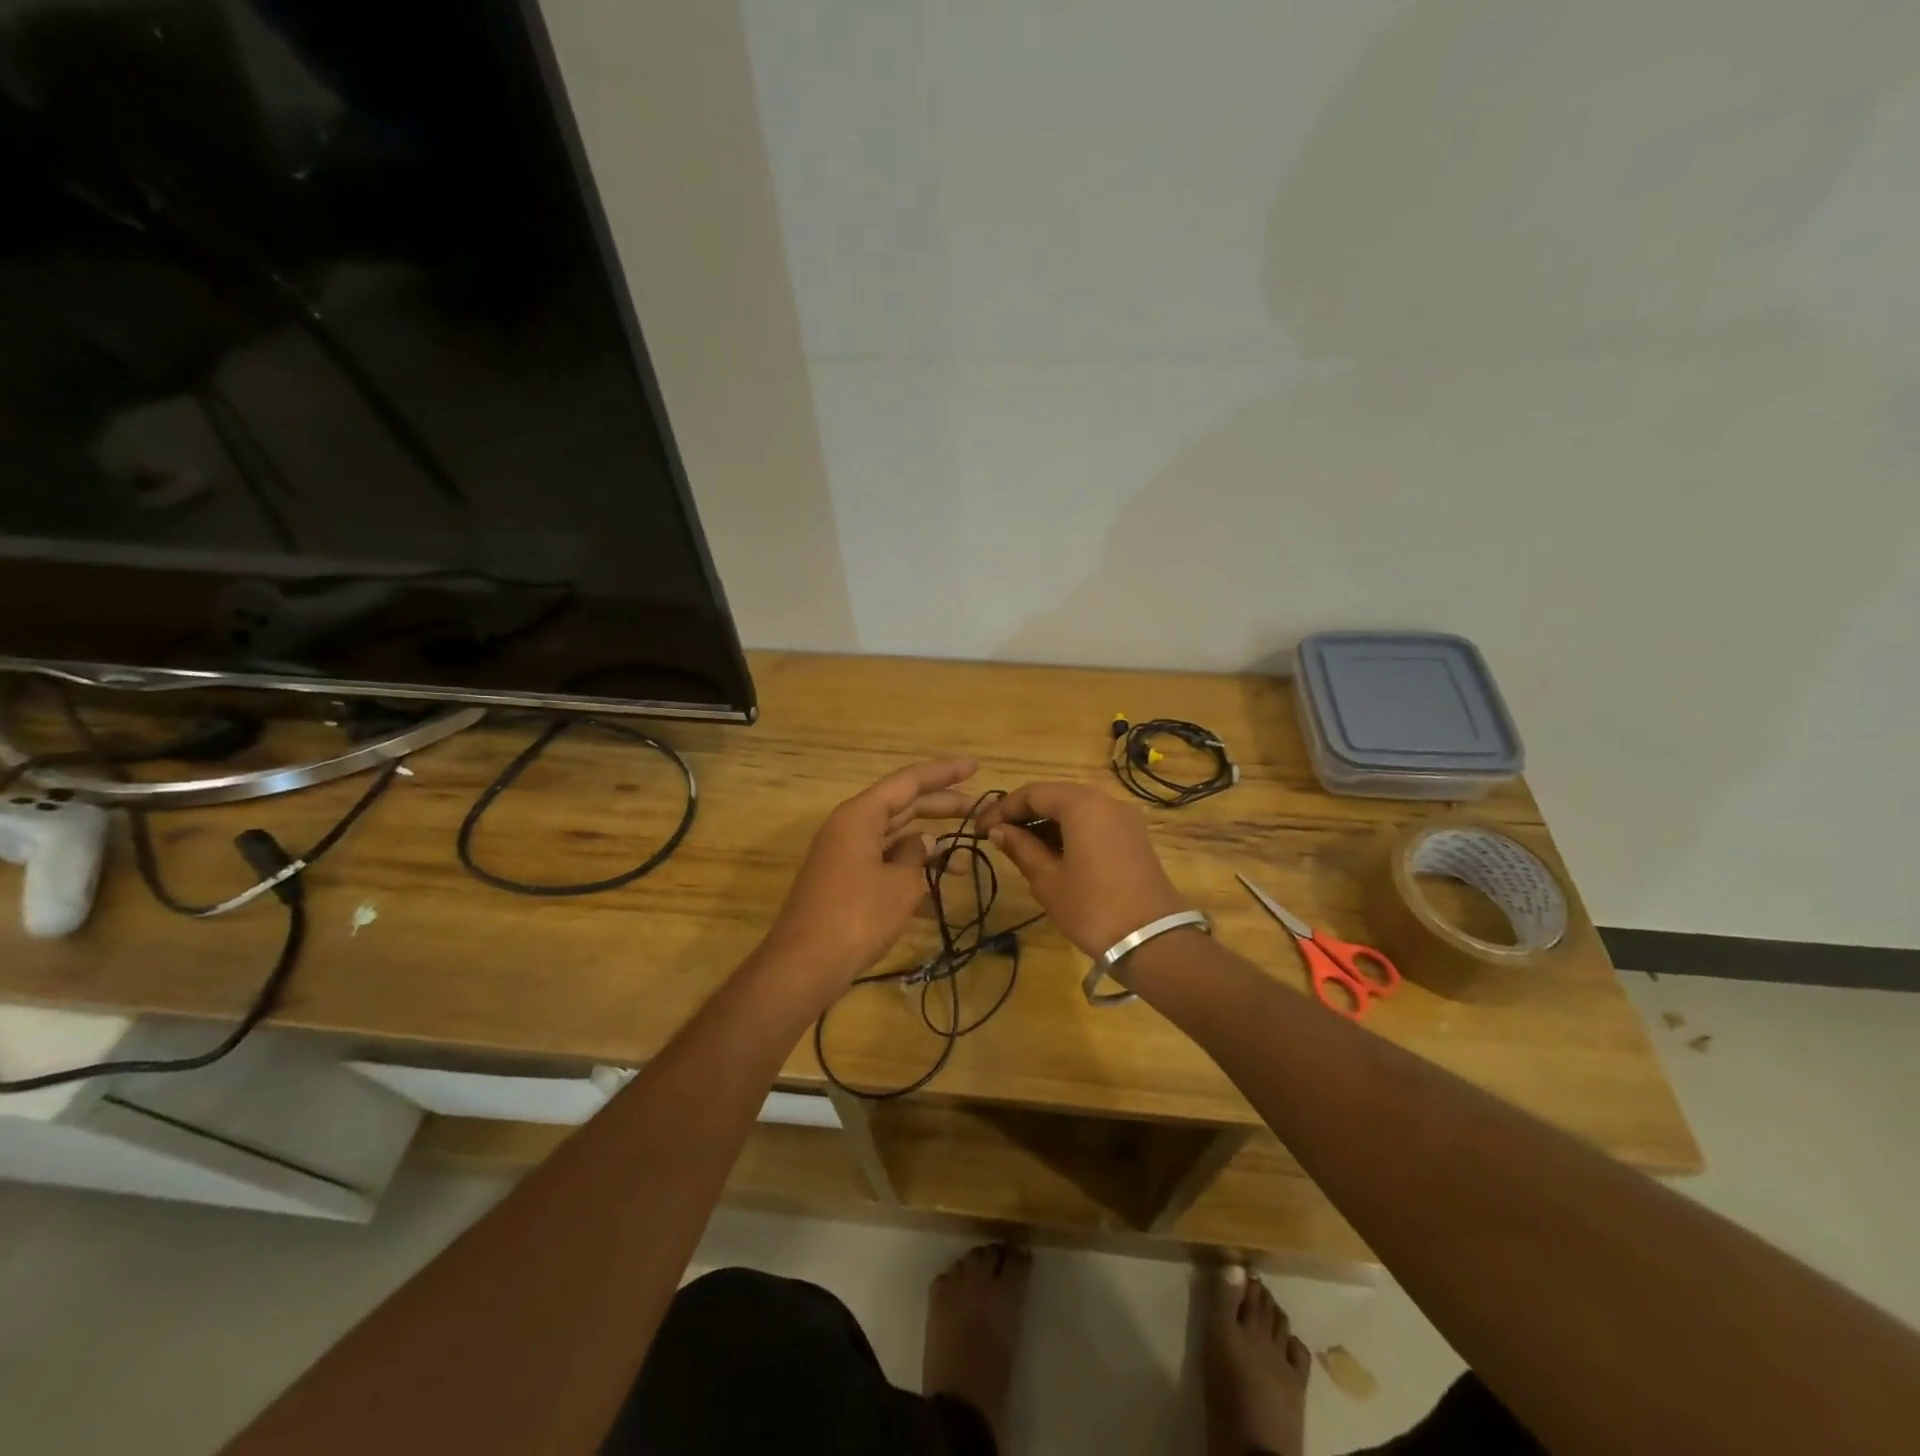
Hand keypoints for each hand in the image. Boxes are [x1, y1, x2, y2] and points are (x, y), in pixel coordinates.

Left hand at [758, 759, 979, 993]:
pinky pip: (886, 868)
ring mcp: (847, 857)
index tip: (976, 767)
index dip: (944, 773)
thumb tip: (926, 842)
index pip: (909, 782)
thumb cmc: (856, 917)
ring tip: (965, 865)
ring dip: (930, 851)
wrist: (805, 967)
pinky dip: (911, 878)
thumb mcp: (900, 884)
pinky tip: (939, 900)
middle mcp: (851, 828)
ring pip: (897, 840)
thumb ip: (918, 856)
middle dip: (943, 809)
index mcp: (860, 816)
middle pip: (904, 807)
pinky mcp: (846, 883)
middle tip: (981, 811)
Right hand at [977, 783, 1190, 956]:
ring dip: (1046, 823)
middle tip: (997, 836)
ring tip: (1019, 847)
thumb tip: (999, 831)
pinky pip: (1094, 822)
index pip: (1033, 793)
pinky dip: (1069, 831)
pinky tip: (1051, 853)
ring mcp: (1124, 818)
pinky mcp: (1134, 837)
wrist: (1153, 941)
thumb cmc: (1092, 908)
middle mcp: (1106, 801)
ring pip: (1076, 809)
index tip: (980, 829)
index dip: (1003, 808)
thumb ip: (1021, 848)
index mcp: (1082, 804)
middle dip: (1024, 813)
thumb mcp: (1048, 880)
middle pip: (1056, 796)